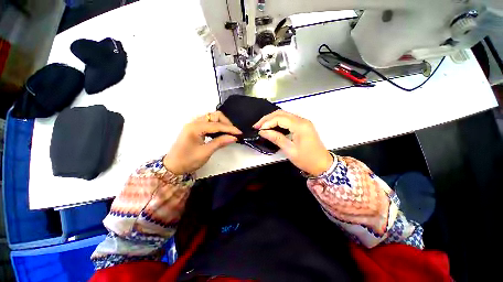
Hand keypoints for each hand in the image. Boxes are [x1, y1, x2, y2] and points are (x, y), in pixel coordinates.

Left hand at [163, 111, 240, 174]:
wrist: (173, 166)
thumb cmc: (188, 161)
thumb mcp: (206, 152)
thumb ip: (220, 142)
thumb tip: (234, 137)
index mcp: (195, 128)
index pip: (217, 125)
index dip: (230, 128)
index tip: (240, 133)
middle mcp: (194, 122)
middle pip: (214, 116)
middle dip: (226, 123)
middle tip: (232, 133)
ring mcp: (193, 124)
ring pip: (211, 118)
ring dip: (221, 123)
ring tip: (228, 133)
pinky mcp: (194, 128)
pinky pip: (208, 122)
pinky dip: (216, 126)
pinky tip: (219, 133)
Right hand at [254, 110, 332, 175]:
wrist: (323, 164)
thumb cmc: (306, 159)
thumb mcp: (289, 150)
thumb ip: (276, 138)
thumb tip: (262, 131)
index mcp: (300, 125)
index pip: (279, 118)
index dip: (267, 122)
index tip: (258, 129)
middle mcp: (302, 120)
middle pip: (281, 113)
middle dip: (267, 118)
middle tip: (257, 126)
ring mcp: (303, 122)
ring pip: (284, 115)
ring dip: (272, 119)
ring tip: (262, 126)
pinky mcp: (302, 125)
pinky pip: (288, 120)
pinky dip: (278, 122)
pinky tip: (272, 127)